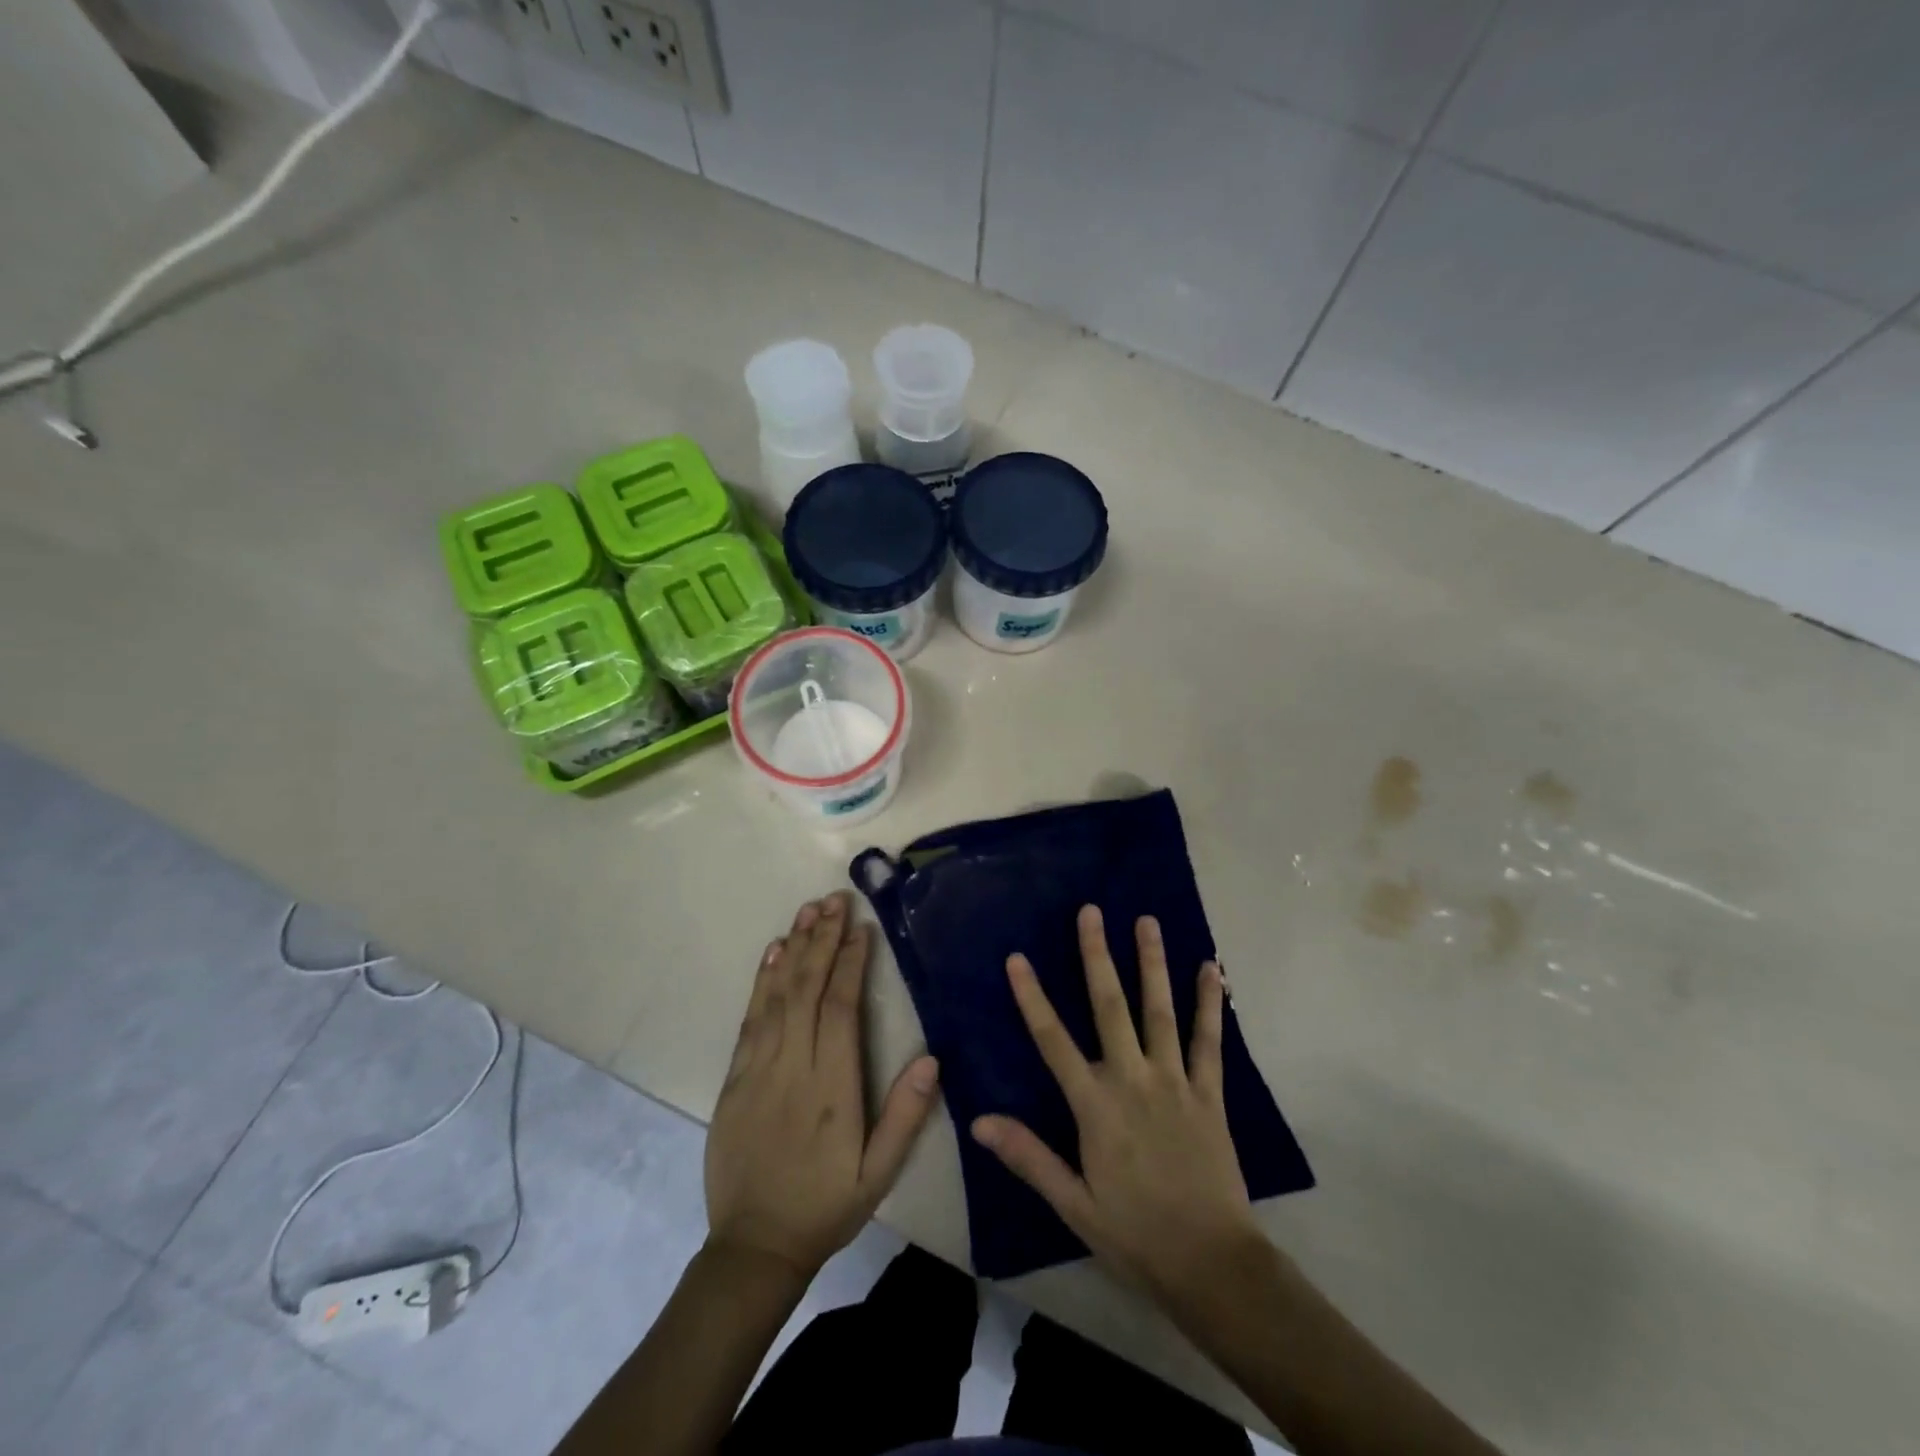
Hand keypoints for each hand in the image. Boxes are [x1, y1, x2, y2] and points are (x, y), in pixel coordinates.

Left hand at [706, 891, 940, 1279]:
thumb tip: (932, 1057)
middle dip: (823, 940)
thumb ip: (905, 1116)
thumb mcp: (878, 1175)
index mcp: (833, 1088)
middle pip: (808, 990)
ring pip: (777, 996)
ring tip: (808, 910)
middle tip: (835, 899)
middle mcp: (794, 1068)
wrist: (753, 1246)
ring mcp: (759, 1070)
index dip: (851, 964)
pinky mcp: (734, 1078)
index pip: (841, 1009)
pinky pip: (750, 1019)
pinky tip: (773, 953)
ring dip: (793, 948)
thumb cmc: (825, 1206)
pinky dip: (761, 981)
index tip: (861, 928)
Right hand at [971, 905, 1265, 1309]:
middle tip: (1091, 912)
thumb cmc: (1135, 1235)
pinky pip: (1210, 1040)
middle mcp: (1133, 1079)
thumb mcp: (1073, 1204)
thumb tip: (979, 1121)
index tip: (1017, 958)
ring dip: (1152, 962)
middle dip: (1097, 956)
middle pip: (1109, 1006)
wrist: (1213, 1265)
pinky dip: (1209, 1003)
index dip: (1032, 997)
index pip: (1053, 1040)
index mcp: (1095, 1106)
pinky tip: (1211, 969)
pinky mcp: (1210, 1093)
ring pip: (1159, 1011)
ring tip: (1147, 921)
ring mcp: (1175, 1081)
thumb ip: (1029, 1156)